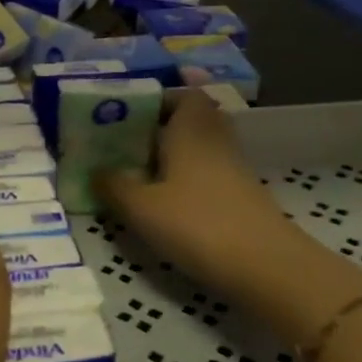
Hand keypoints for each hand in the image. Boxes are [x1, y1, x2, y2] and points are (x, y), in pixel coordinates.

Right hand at [95, 90, 291, 294]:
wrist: (266, 267)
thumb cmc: (197, 224)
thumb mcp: (141, 207)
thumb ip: (113, 185)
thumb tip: (96, 171)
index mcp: (191, 129)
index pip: (182, 95)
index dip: (157, 100)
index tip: (128, 117)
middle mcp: (215, 140)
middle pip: (192, 120)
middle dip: (162, 129)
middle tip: (129, 146)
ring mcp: (234, 169)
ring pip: (201, 148)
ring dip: (175, 157)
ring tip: (141, 177)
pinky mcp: (243, 197)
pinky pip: (209, 174)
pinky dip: (189, 181)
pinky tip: (167, 204)